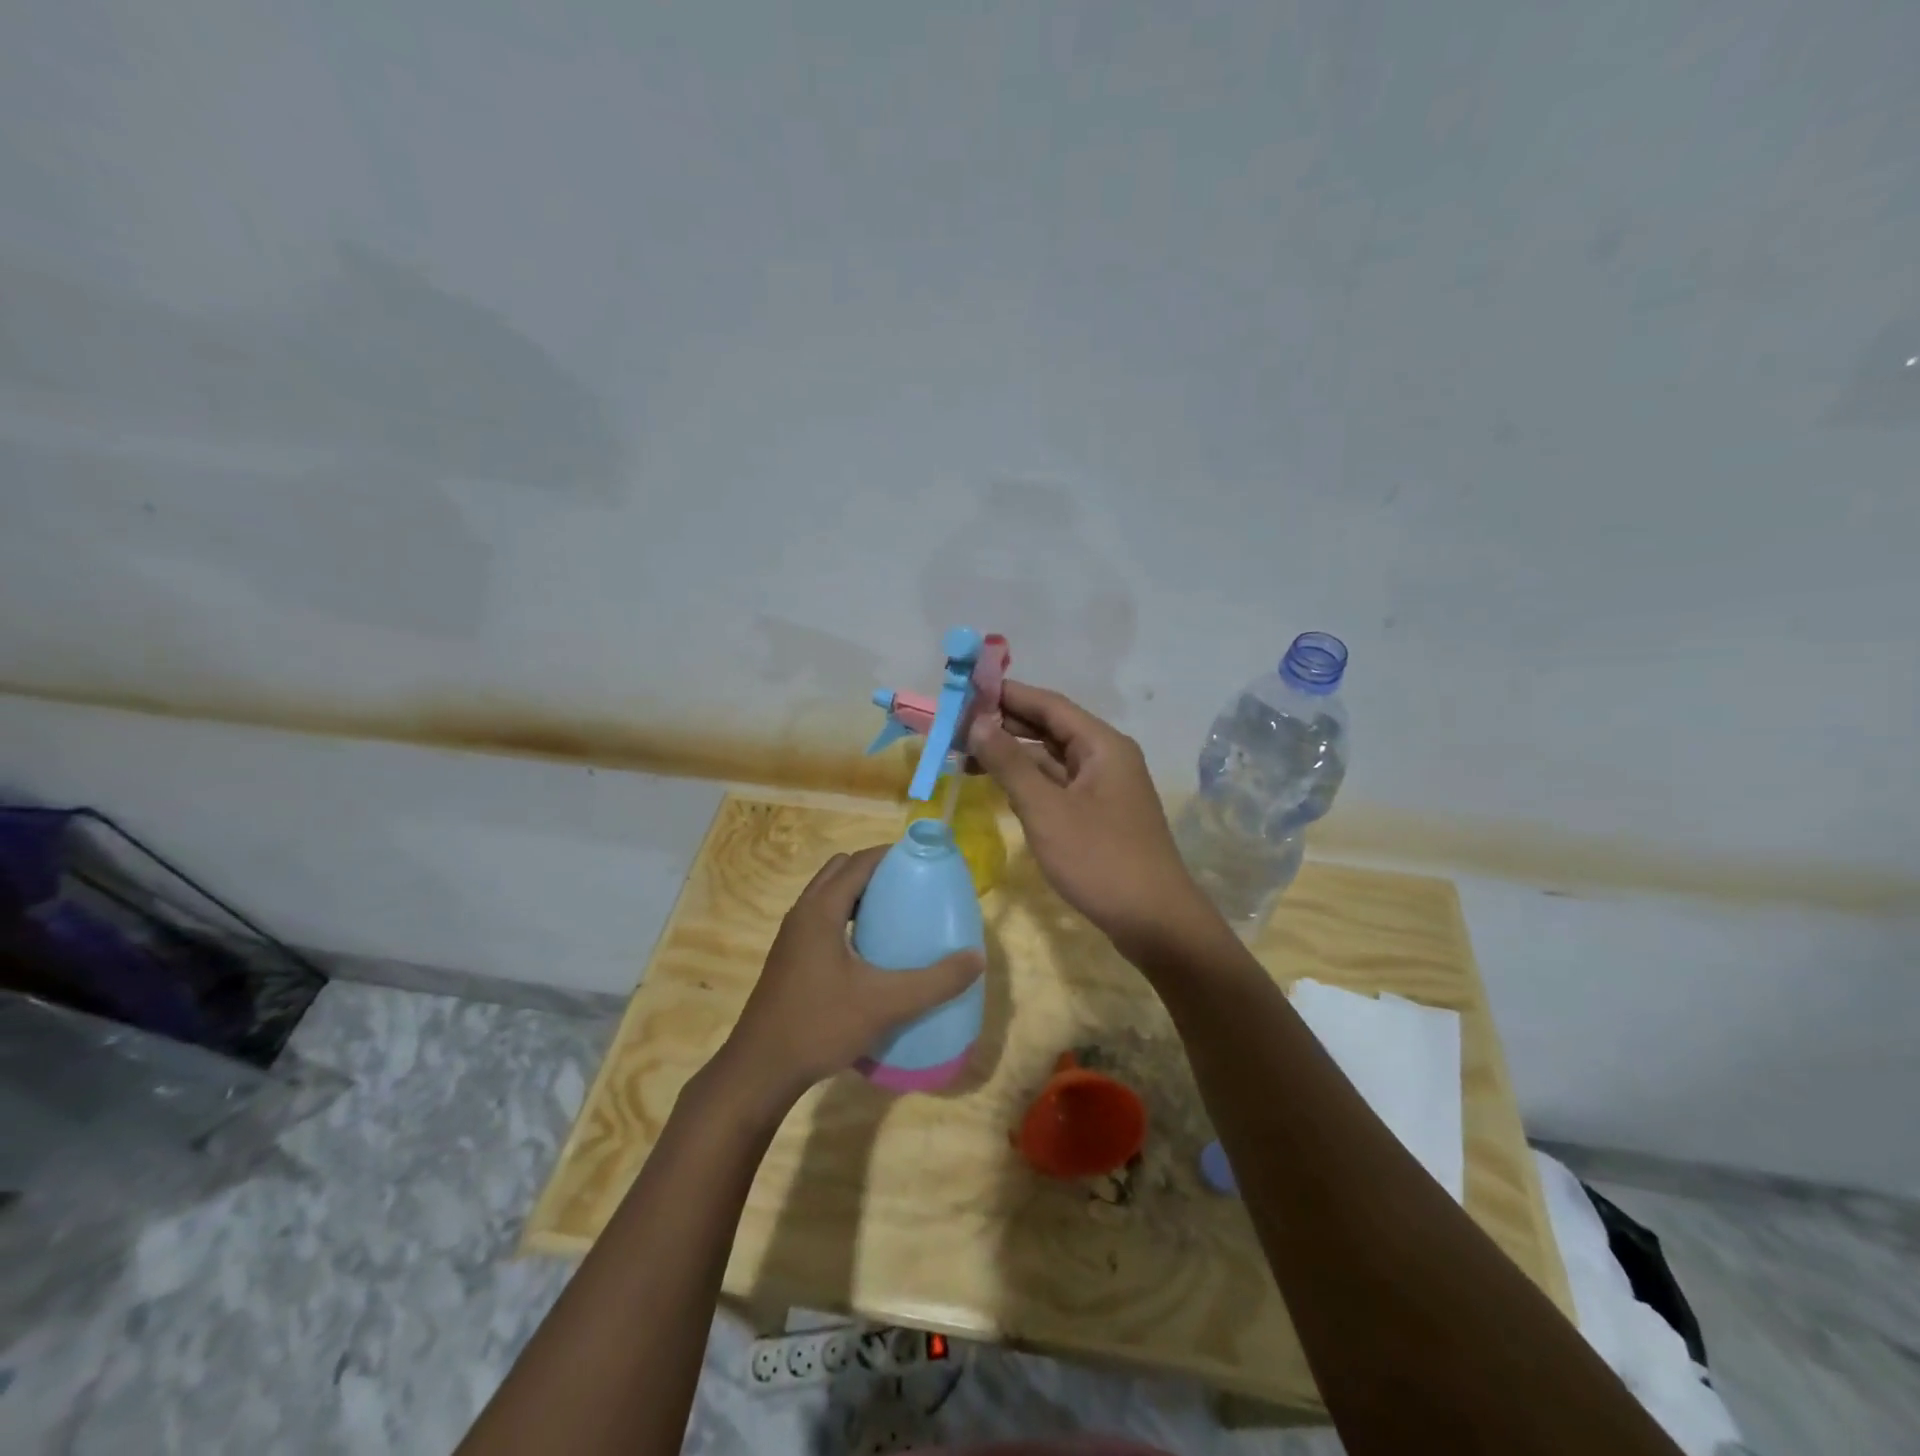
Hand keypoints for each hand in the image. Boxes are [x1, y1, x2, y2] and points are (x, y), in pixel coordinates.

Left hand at [713, 846, 983, 1112]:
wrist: (761, 1070)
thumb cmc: (820, 1025)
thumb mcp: (885, 1004)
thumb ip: (934, 981)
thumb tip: (977, 957)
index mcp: (821, 911)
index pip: (859, 862)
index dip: (891, 855)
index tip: (923, 862)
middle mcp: (803, 914)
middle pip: (841, 871)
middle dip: (875, 870)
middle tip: (910, 886)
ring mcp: (792, 937)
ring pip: (828, 896)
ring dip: (858, 894)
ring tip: (895, 913)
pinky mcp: (790, 959)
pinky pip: (822, 919)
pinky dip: (846, 917)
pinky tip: (869, 950)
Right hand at [967, 680, 1214, 959]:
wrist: (1155, 922)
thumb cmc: (1100, 860)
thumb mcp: (1046, 810)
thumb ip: (1010, 763)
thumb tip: (977, 721)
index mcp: (1101, 744)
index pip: (1048, 704)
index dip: (1006, 694)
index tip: (965, 689)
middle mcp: (1105, 757)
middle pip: (1049, 728)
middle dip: (1004, 724)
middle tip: (956, 724)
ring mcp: (1103, 787)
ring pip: (1051, 758)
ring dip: (1012, 754)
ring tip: (964, 753)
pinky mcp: (1098, 814)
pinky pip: (1057, 784)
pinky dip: (1027, 780)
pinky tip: (998, 783)